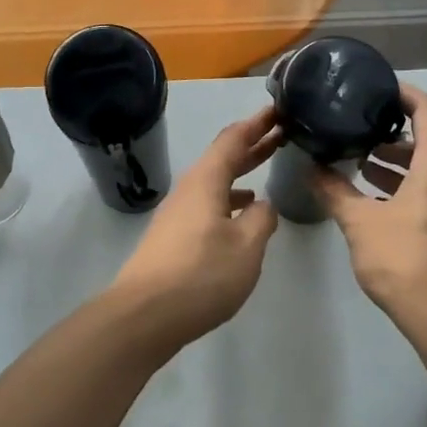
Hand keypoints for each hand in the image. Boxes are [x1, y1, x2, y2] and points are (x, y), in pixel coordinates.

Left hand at [109, 106, 282, 351]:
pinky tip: (241, 217)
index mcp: (205, 182)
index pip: (233, 140)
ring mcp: (177, 215)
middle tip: (281, 133)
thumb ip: (261, 221)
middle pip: (222, 159)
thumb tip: (262, 207)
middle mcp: (188, 191)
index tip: (278, 110)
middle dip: (252, 146)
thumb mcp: (246, 247)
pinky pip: (207, 206)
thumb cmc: (201, 275)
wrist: (144, 315)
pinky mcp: (173, 239)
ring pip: (214, 184)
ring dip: (240, 175)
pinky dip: (227, 202)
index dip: (256, 124)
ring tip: (265, 172)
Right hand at [311, 83, 426, 339]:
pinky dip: (407, 189)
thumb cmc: (406, 261)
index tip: (378, 89)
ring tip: (361, 166)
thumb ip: (336, 192)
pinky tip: (378, 205)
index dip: (406, 94)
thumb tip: (313, 170)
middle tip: (359, 131)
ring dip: (399, 165)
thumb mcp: (361, 224)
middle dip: (394, 135)